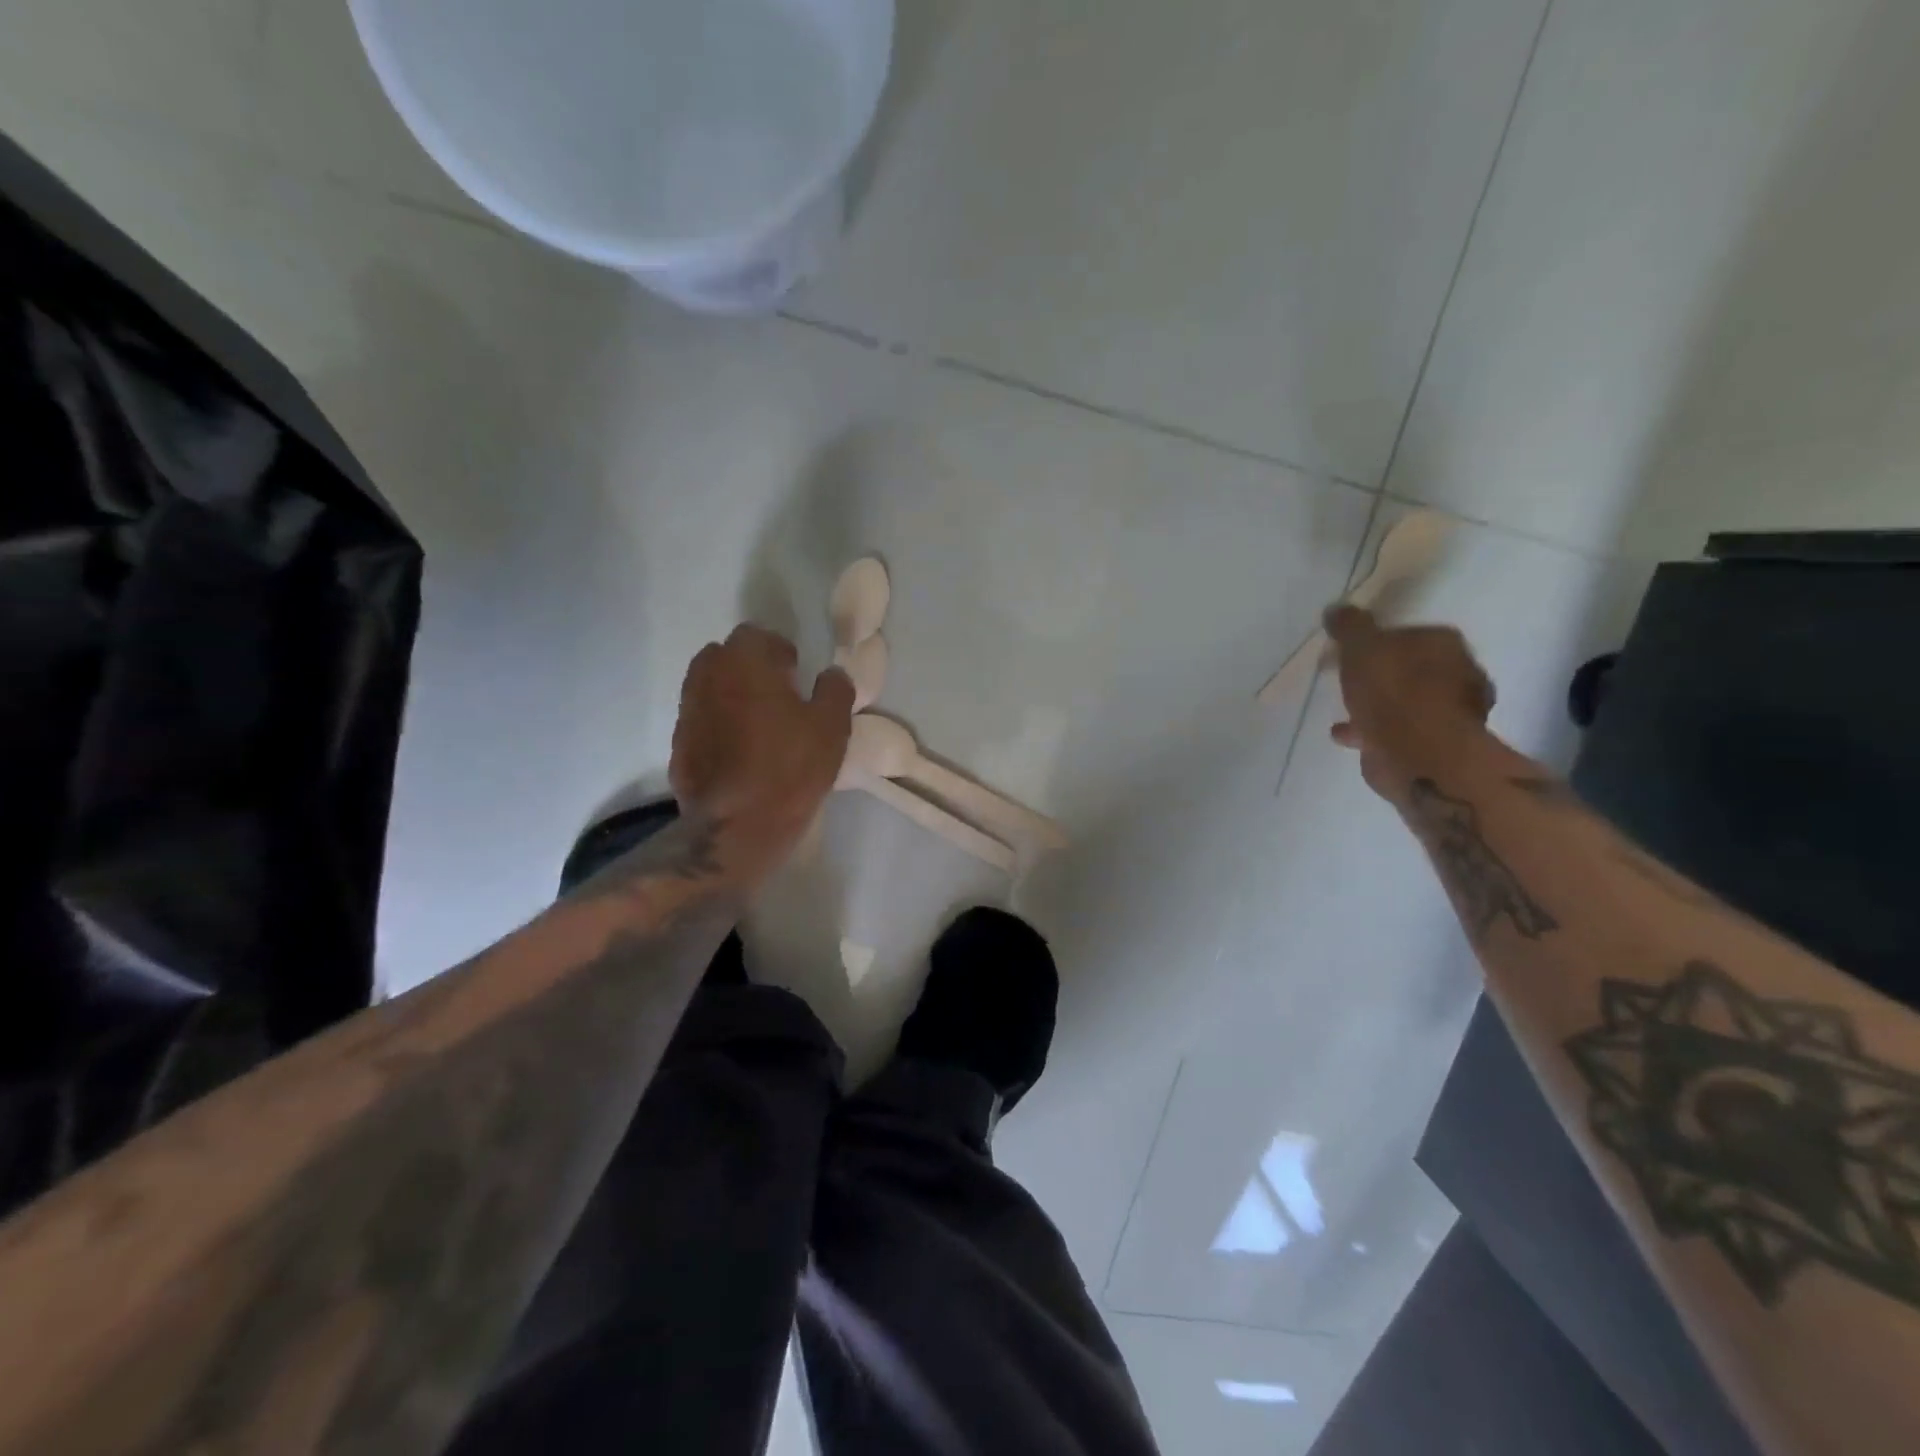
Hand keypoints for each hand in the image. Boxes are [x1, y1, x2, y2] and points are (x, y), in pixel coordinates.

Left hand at [670, 625, 854, 879]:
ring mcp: (687, 712)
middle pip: (725, 656)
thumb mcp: (832, 727)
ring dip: (731, 694)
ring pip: (709, 688)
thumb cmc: (790, 768)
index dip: (779, 650)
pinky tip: (739, 751)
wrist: (737, 827)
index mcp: (744, 663)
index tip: (796, 672)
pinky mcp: (679, 745)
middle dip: (750, 667)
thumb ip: (835, 690)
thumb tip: (831, 674)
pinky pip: (701, 720)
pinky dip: (718, 724)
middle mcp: (707, 678)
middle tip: (778, 694)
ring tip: (758, 723)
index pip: (756, 635)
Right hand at [1323, 605, 1496, 800]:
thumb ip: (1349, 627)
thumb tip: (1337, 608)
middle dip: (1385, 674)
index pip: (1413, 632)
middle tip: (1352, 678)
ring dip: (1380, 705)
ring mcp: (1449, 714)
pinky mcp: (1434, 747)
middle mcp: (1458, 675)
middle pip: (1413, 668)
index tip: (1355, 649)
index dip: (1383, 640)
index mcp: (1445, 644)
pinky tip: (1346, 734)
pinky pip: (1396, 732)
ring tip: (1346, 708)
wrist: (1417, 754)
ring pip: (1407, 702)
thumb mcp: (1361, 647)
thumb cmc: (1392, 690)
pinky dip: (1373, 731)